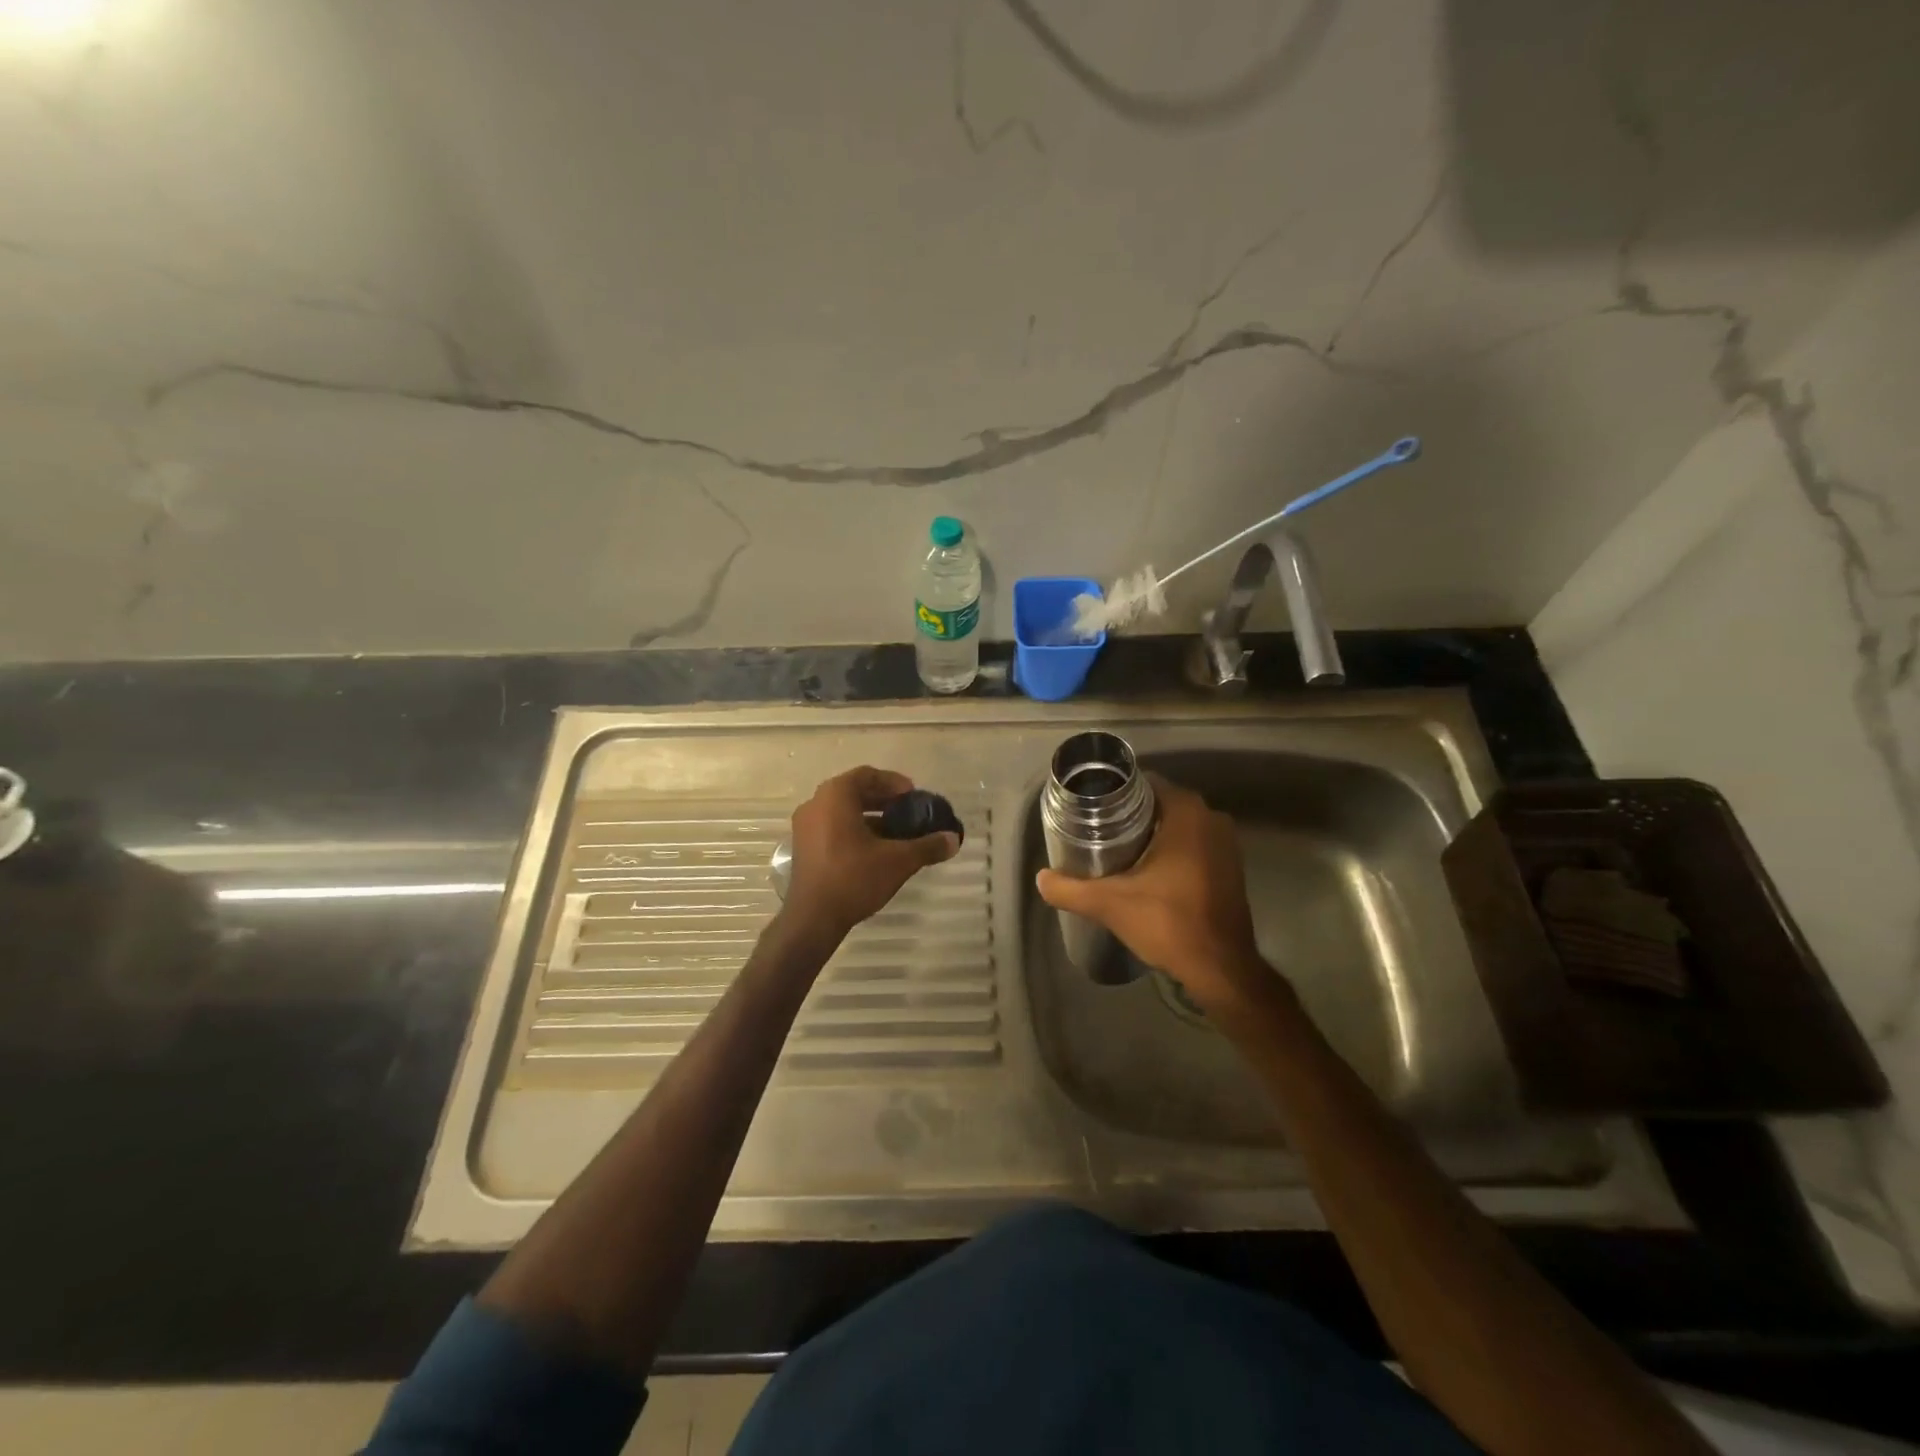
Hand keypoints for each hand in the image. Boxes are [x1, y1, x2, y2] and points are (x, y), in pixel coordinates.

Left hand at [783, 767, 959, 942]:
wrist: (813, 918)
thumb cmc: (854, 878)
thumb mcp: (898, 861)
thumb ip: (927, 846)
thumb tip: (953, 839)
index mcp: (835, 796)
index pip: (867, 775)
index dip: (893, 782)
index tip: (913, 796)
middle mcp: (815, 804)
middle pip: (854, 791)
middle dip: (884, 800)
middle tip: (909, 812)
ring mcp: (805, 826)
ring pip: (843, 811)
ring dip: (870, 817)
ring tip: (897, 832)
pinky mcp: (804, 847)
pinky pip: (832, 826)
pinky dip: (855, 830)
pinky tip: (876, 850)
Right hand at [1035, 773, 1276, 1014]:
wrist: (1220, 969)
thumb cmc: (1169, 923)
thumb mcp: (1109, 904)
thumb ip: (1070, 889)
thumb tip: (1041, 878)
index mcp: (1187, 813)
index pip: (1143, 783)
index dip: (1114, 793)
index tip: (1090, 808)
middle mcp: (1211, 818)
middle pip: (1159, 803)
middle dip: (1128, 814)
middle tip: (1095, 830)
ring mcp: (1226, 843)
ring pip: (1177, 825)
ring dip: (1150, 833)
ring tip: (1114, 848)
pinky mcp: (1230, 866)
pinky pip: (1193, 844)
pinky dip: (1170, 850)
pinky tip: (1145, 869)